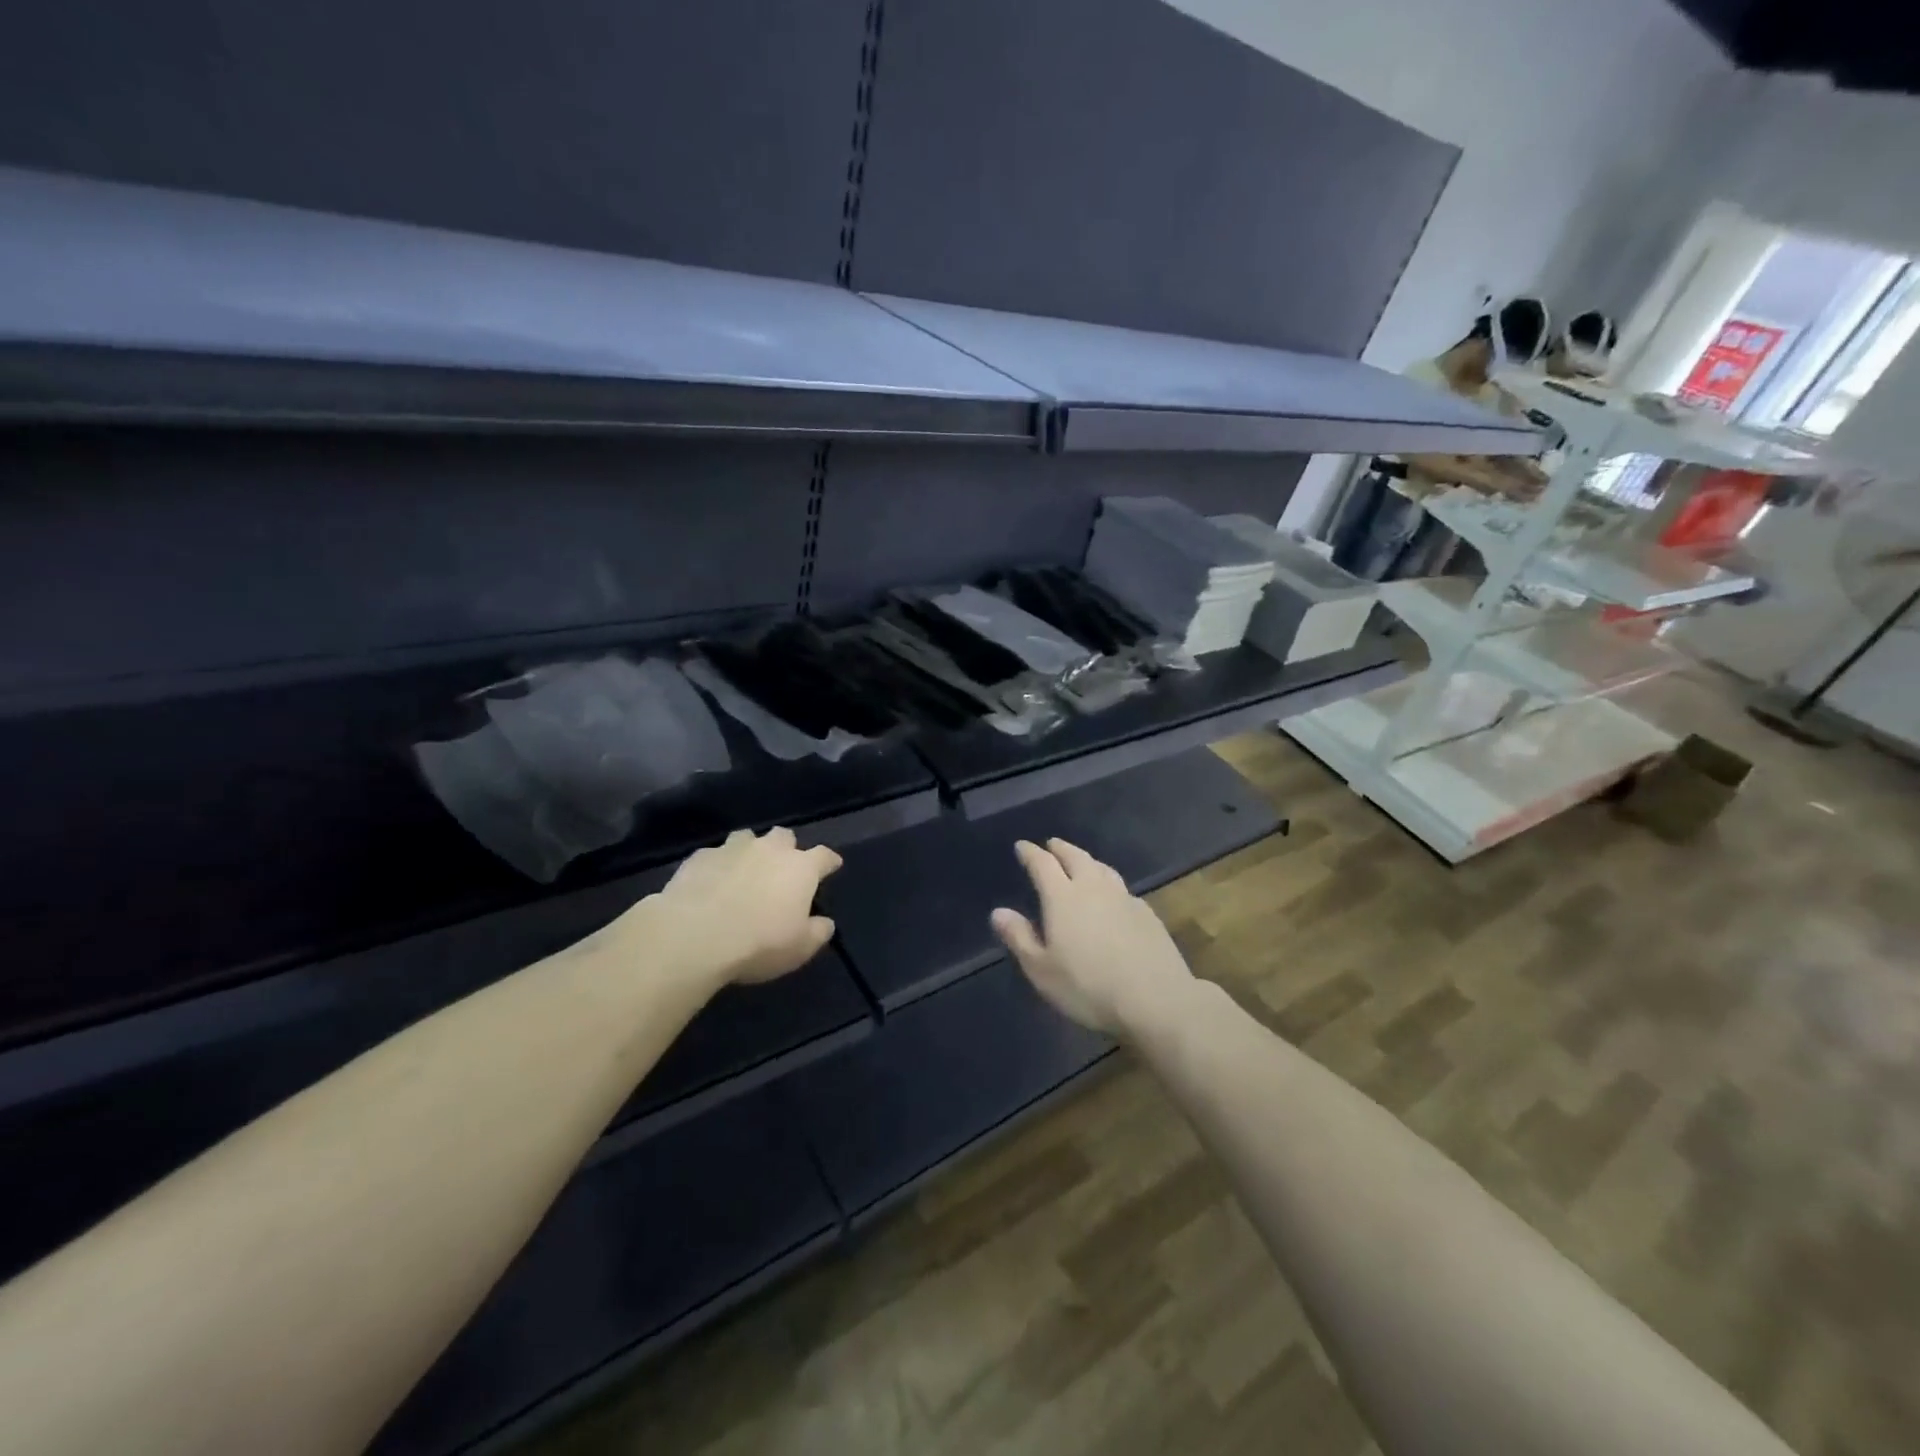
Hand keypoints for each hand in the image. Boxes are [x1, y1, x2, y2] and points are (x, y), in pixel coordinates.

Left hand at [637, 827, 840, 988]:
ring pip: (747, 837)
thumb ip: (818, 932)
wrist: (694, 936)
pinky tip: (711, 883)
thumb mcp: (800, 949)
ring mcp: (732, 849)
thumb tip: (825, 922)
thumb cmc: (758, 943)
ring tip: (744, 871)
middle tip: (781, 869)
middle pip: (784, 836)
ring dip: (750, 851)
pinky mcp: (700, 857)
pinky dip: (718, 865)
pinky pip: (714, 854)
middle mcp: (769, 849)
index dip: (829, 861)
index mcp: (800, 868)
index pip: (824, 855)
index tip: (832, 866)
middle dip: (786, 848)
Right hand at [991, 839, 1196, 1036]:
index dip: (1030, 853)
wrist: (1155, 999)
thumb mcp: (1042, 970)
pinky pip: (1121, 887)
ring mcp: (1123, 897)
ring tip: (1080, 862)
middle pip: (1075, 857)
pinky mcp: (1146, 912)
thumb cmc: (1088, 987)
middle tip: (1051, 845)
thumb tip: (998, 911)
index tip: (1022, 846)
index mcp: (1063, 897)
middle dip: (1060, 848)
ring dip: (1087, 860)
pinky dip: (1108, 882)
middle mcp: (1093, 888)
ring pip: (1101, 867)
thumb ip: (1019, 937)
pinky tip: (1111, 895)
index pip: (1042, 864)